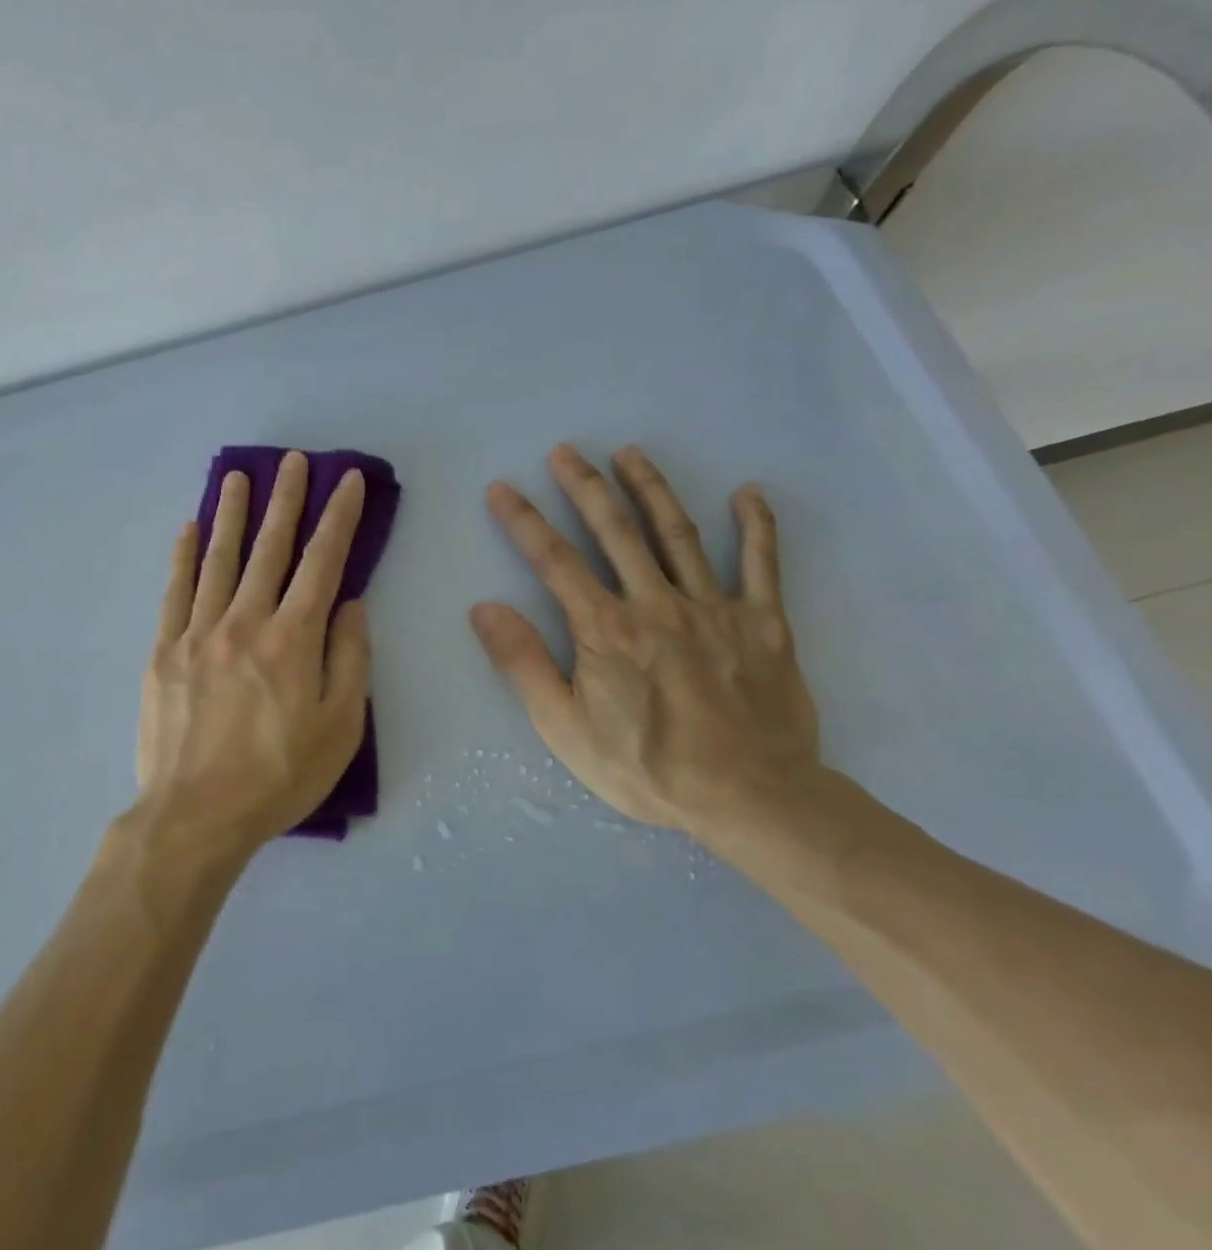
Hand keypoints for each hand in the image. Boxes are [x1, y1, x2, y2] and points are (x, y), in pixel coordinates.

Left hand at [135, 451, 371, 855]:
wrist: (196, 814)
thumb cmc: (278, 777)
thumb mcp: (341, 728)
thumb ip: (350, 659)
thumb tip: (350, 604)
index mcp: (292, 639)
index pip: (322, 563)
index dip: (338, 519)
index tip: (346, 481)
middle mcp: (244, 622)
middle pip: (269, 549)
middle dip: (285, 500)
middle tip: (292, 461)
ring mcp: (197, 632)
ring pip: (218, 559)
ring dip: (232, 514)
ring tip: (238, 477)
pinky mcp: (163, 650)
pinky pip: (174, 591)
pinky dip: (182, 556)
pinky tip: (189, 529)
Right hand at [471, 443, 821, 834]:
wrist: (751, 799)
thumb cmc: (645, 767)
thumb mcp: (563, 727)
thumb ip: (523, 663)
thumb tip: (484, 608)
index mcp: (605, 628)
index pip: (555, 560)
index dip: (524, 520)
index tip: (503, 488)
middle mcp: (656, 603)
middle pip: (616, 531)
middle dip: (585, 486)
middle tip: (566, 450)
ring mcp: (715, 608)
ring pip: (679, 533)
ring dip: (651, 488)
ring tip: (631, 453)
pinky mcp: (764, 623)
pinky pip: (762, 564)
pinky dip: (757, 526)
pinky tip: (748, 493)